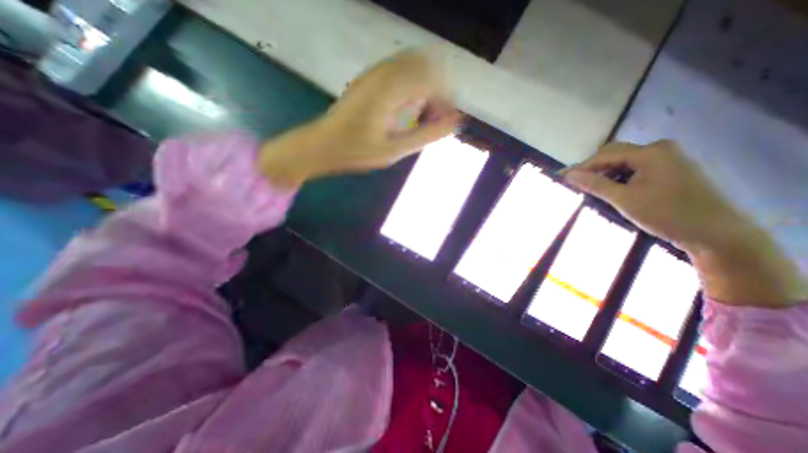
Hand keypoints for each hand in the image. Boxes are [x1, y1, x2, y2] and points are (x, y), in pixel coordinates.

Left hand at [259, 51, 459, 186]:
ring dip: (424, 85)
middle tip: (433, 117)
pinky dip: (411, 84)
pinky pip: (400, 70)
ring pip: (413, 64)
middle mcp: (384, 73)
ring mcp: (374, 72)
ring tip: (420, 114)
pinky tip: (405, 108)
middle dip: (437, 90)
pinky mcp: (369, 78)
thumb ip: (425, 135)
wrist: (321, 145)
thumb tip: (454, 122)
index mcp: (391, 89)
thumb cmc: (356, 151)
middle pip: (426, 65)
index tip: (444, 121)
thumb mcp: (394, 150)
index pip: (434, 79)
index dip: (446, 99)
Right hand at [563, 139, 736, 250]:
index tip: (561, 177)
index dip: (580, 167)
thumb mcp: (624, 199)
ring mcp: (667, 158)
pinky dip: (619, 178)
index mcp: (650, 152)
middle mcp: (659, 149)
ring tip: (590, 189)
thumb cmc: (666, 214)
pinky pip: (635, 168)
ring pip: (623, 162)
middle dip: (592, 168)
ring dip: (605, 173)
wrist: (716, 233)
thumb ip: (594, 184)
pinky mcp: (670, 169)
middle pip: (614, 154)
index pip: (604, 155)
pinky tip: (612, 190)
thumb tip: (568, 174)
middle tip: (575, 183)